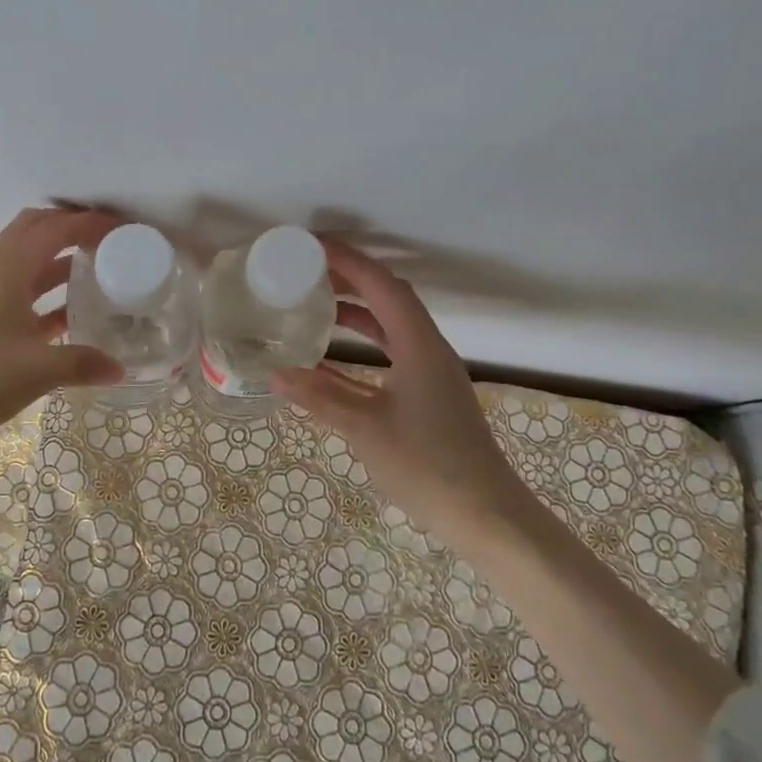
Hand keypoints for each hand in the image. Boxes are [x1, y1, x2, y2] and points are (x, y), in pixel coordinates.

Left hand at [0, 206, 125, 460]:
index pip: (57, 226)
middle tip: (111, 244)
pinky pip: (16, 289)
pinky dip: (44, 293)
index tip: (127, 230)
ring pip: (26, 261)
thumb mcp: (35, 371)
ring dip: (59, 261)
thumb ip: (81, 364)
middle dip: (74, 230)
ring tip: (99, 275)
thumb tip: (120, 369)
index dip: (93, 222)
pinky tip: (67, 318)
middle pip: (37, 231)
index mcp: (7, 266)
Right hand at [271, 239, 525, 539]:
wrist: (485, 515)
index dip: (348, 261)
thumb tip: (276, 373)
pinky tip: (332, 358)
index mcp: (419, 345)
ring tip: (316, 303)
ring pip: (391, 325)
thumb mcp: (365, 428)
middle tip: (308, 270)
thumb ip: (320, 397)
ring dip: (357, 310)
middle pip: (389, 297)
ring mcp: (431, 373)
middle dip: (351, 278)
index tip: (312, 246)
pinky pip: (392, 353)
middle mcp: (428, 349)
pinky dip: (363, 346)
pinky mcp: (429, 395)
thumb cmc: (427, 465)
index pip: (382, 285)